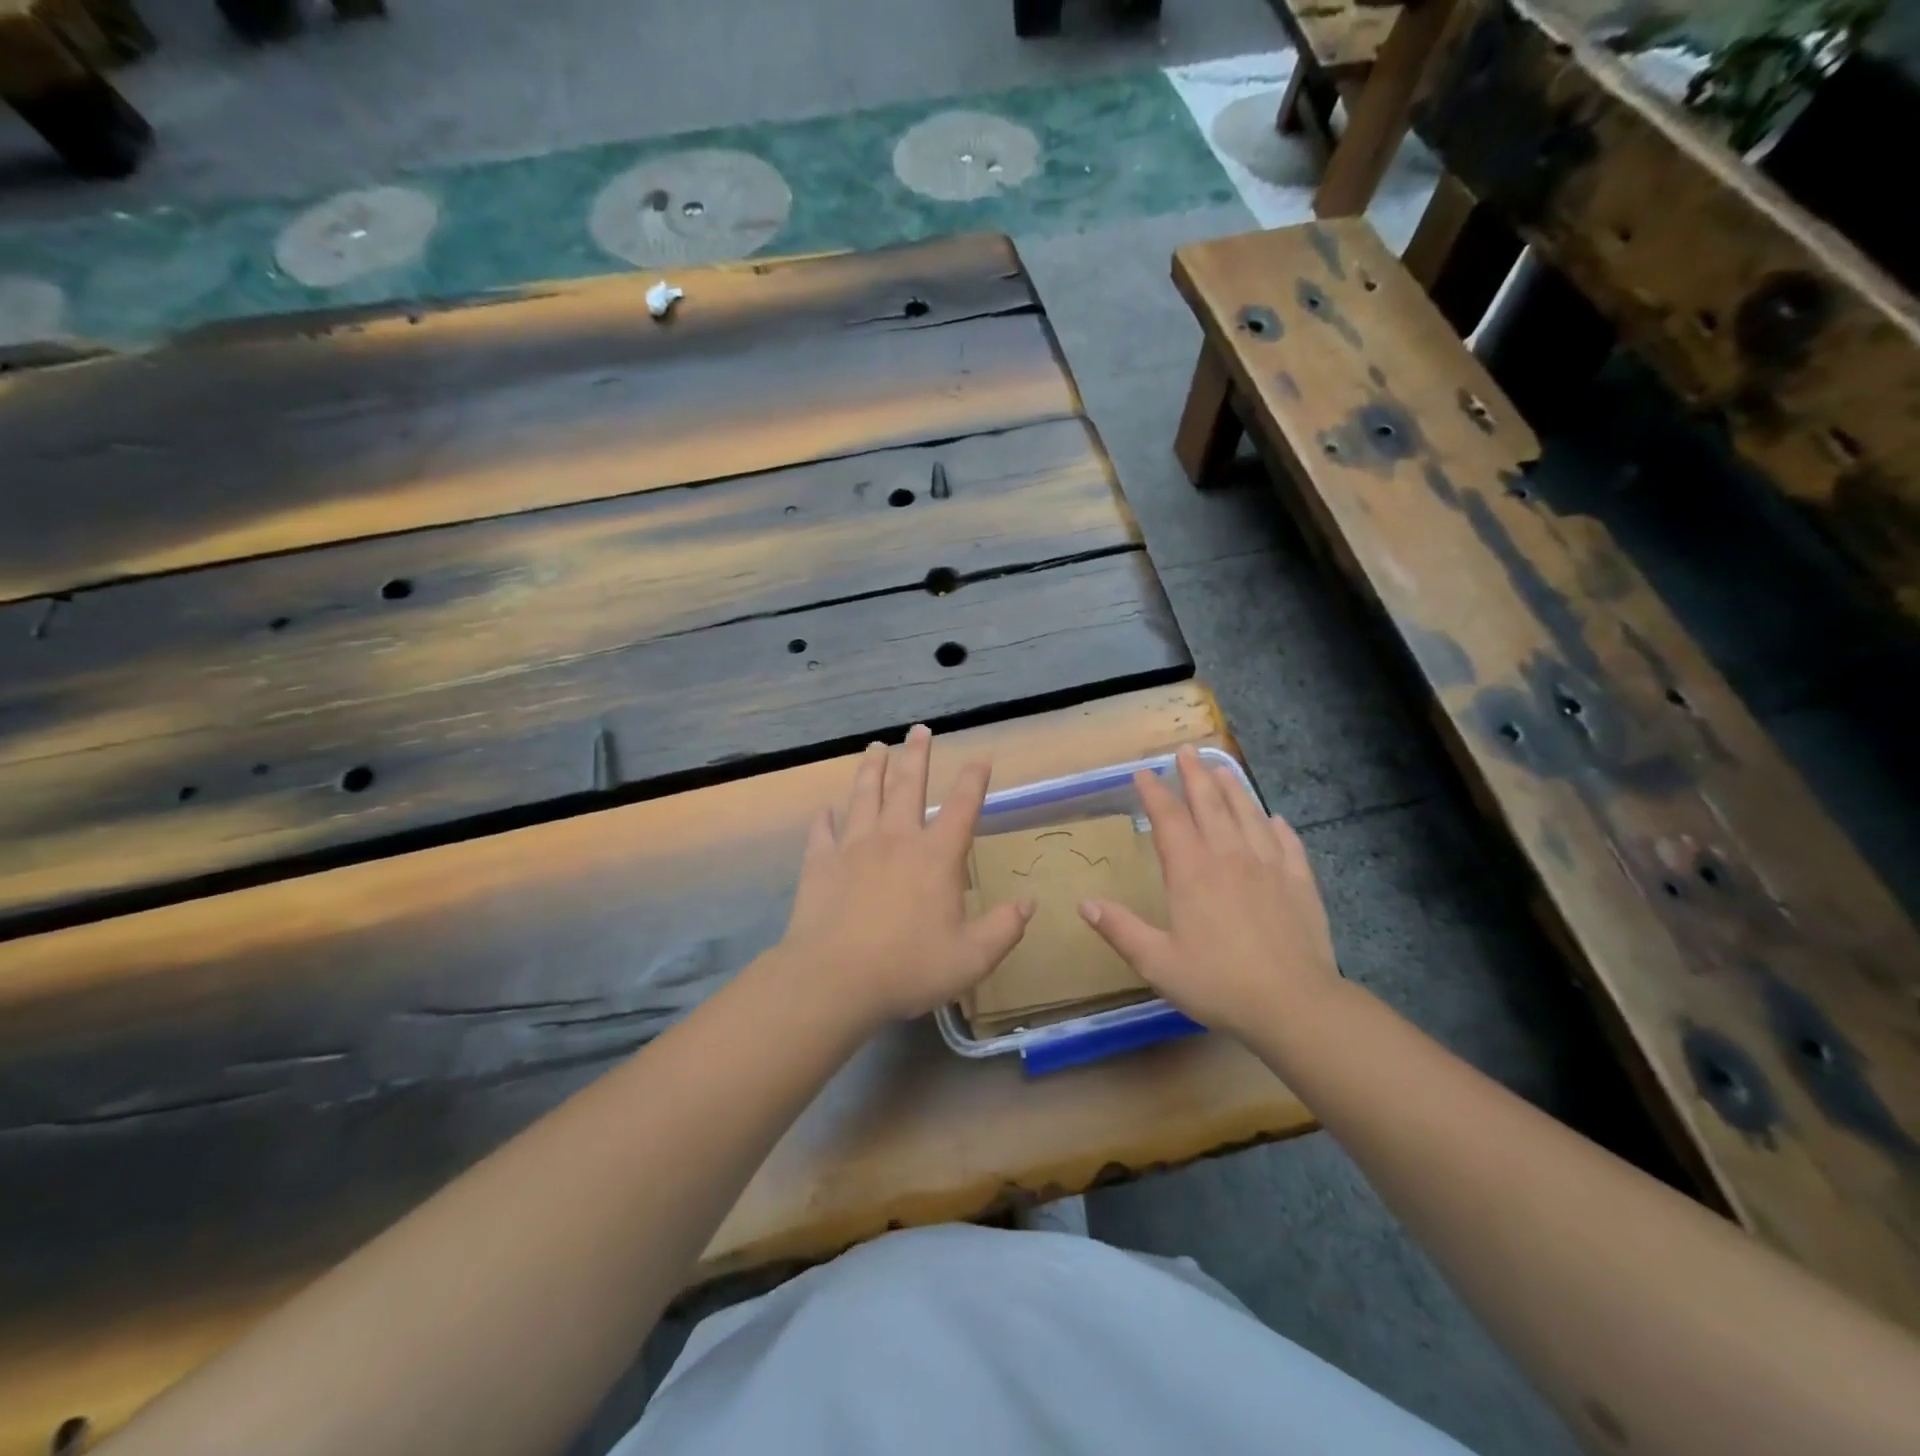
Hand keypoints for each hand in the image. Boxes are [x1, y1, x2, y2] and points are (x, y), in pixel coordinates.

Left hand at [779, 725, 1033, 1025]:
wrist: (834, 980)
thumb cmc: (908, 968)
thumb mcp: (972, 958)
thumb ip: (1004, 928)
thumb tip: (1029, 903)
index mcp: (935, 856)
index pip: (962, 806)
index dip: (974, 779)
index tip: (980, 757)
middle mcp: (895, 839)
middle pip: (908, 785)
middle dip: (917, 755)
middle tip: (919, 730)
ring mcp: (853, 847)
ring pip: (865, 795)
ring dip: (872, 769)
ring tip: (876, 747)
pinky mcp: (820, 863)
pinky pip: (822, 832)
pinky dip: (825, 818)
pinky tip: (825, 809)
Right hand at [1078, 746, 1336, 1039]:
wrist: (1294, 1005)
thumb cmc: (1218, 984)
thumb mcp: (1157, 963)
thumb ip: (1120, 929)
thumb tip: (1084, 903)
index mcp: (1192, 872)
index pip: (1169, 820)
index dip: (1154, 794)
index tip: (1143, 773)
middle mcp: (1229, 858)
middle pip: (1210, 805)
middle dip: (1194, 775)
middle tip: (1186, 751)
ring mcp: (1269, 867)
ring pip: (1249, 815)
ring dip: (1233, 789)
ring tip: (1222, 768)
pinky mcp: (1300, 884)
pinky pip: (1288, 844)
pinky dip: (1278, 827)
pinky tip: (1274, 818)